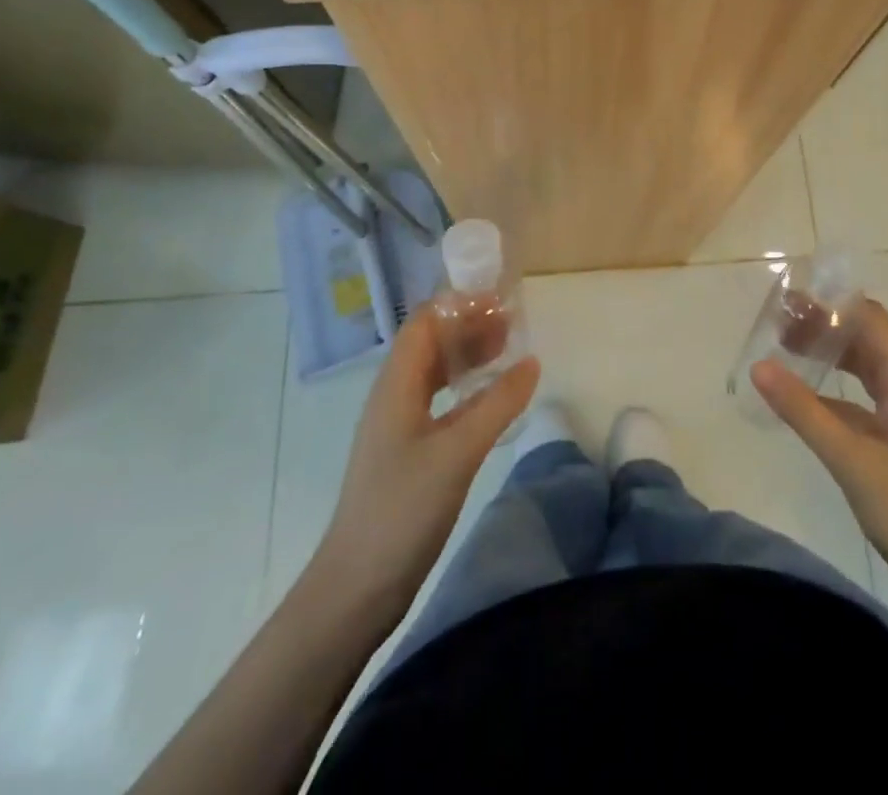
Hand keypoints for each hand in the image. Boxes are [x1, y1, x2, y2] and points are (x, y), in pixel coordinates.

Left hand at [310, 312, 538, 628]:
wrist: (356, 586)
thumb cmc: (402, 509)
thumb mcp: (458, 452)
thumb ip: (497, 404)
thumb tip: (531, 361)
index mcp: (396, 384)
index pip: (424, 322)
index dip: (460, 305)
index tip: (501, 301)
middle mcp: (394, 395)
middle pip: (431, 343)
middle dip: (469, 326)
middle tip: (513, 324)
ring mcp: (399, 425)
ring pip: (435, 373)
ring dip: (468, 356)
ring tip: (508, 351)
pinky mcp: (408, 452)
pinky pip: (439, 402)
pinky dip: (466, 389)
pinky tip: (490, 399)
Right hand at [751, 303, 887, 633]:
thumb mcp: (851, 460)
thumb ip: (804, 411)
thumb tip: (759, 365)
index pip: (869, 318)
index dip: (831, 303)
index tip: (788, 301)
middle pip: (867, 338)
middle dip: (825, 325)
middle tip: (778, 325)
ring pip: (868, 367)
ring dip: (832, 354)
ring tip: (788, 351)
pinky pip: (868, 397)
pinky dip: (839, 388)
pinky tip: (810, 400)